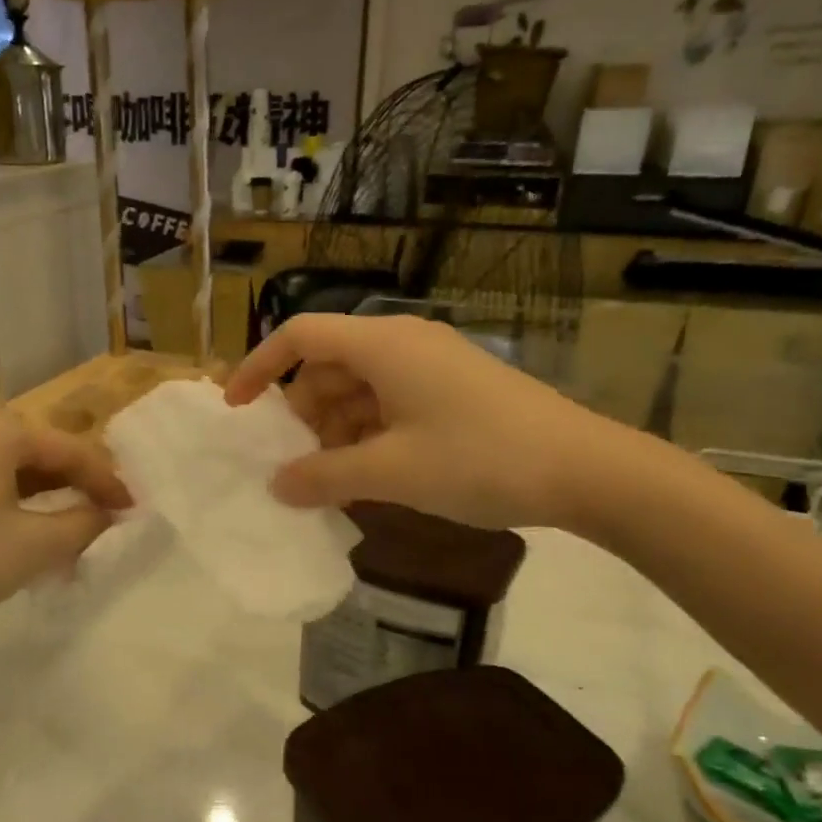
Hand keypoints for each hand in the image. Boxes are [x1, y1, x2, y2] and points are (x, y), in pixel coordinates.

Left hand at [0, 404, 130, 651]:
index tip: (133, 508)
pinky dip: (6, 497)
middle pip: (36, 451)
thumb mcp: (35, 546)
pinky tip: (20, 526)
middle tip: (102, 516)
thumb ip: (83, 522)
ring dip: (40, 495)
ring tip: (68, 527)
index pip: (68, 450)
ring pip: (5, 464)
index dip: (106, 481)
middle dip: (72, 486)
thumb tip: (106, 513)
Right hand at [225, 313, 641, 533]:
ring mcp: (432, 366)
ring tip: (333, 478)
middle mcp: (403, 343)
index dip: (259, 367)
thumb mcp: (391, 472)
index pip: (301, 336)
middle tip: (294, 461)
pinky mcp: (453, 390)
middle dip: (302, 411)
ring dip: (336, 429)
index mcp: (383, 344)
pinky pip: (390, 403)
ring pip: (360, 387)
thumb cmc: (479, 459)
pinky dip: (369, 434)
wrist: (585, 469)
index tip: (236, 409)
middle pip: (329, 364)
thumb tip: (276, 485)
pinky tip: (372, 475)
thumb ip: (325, 476)